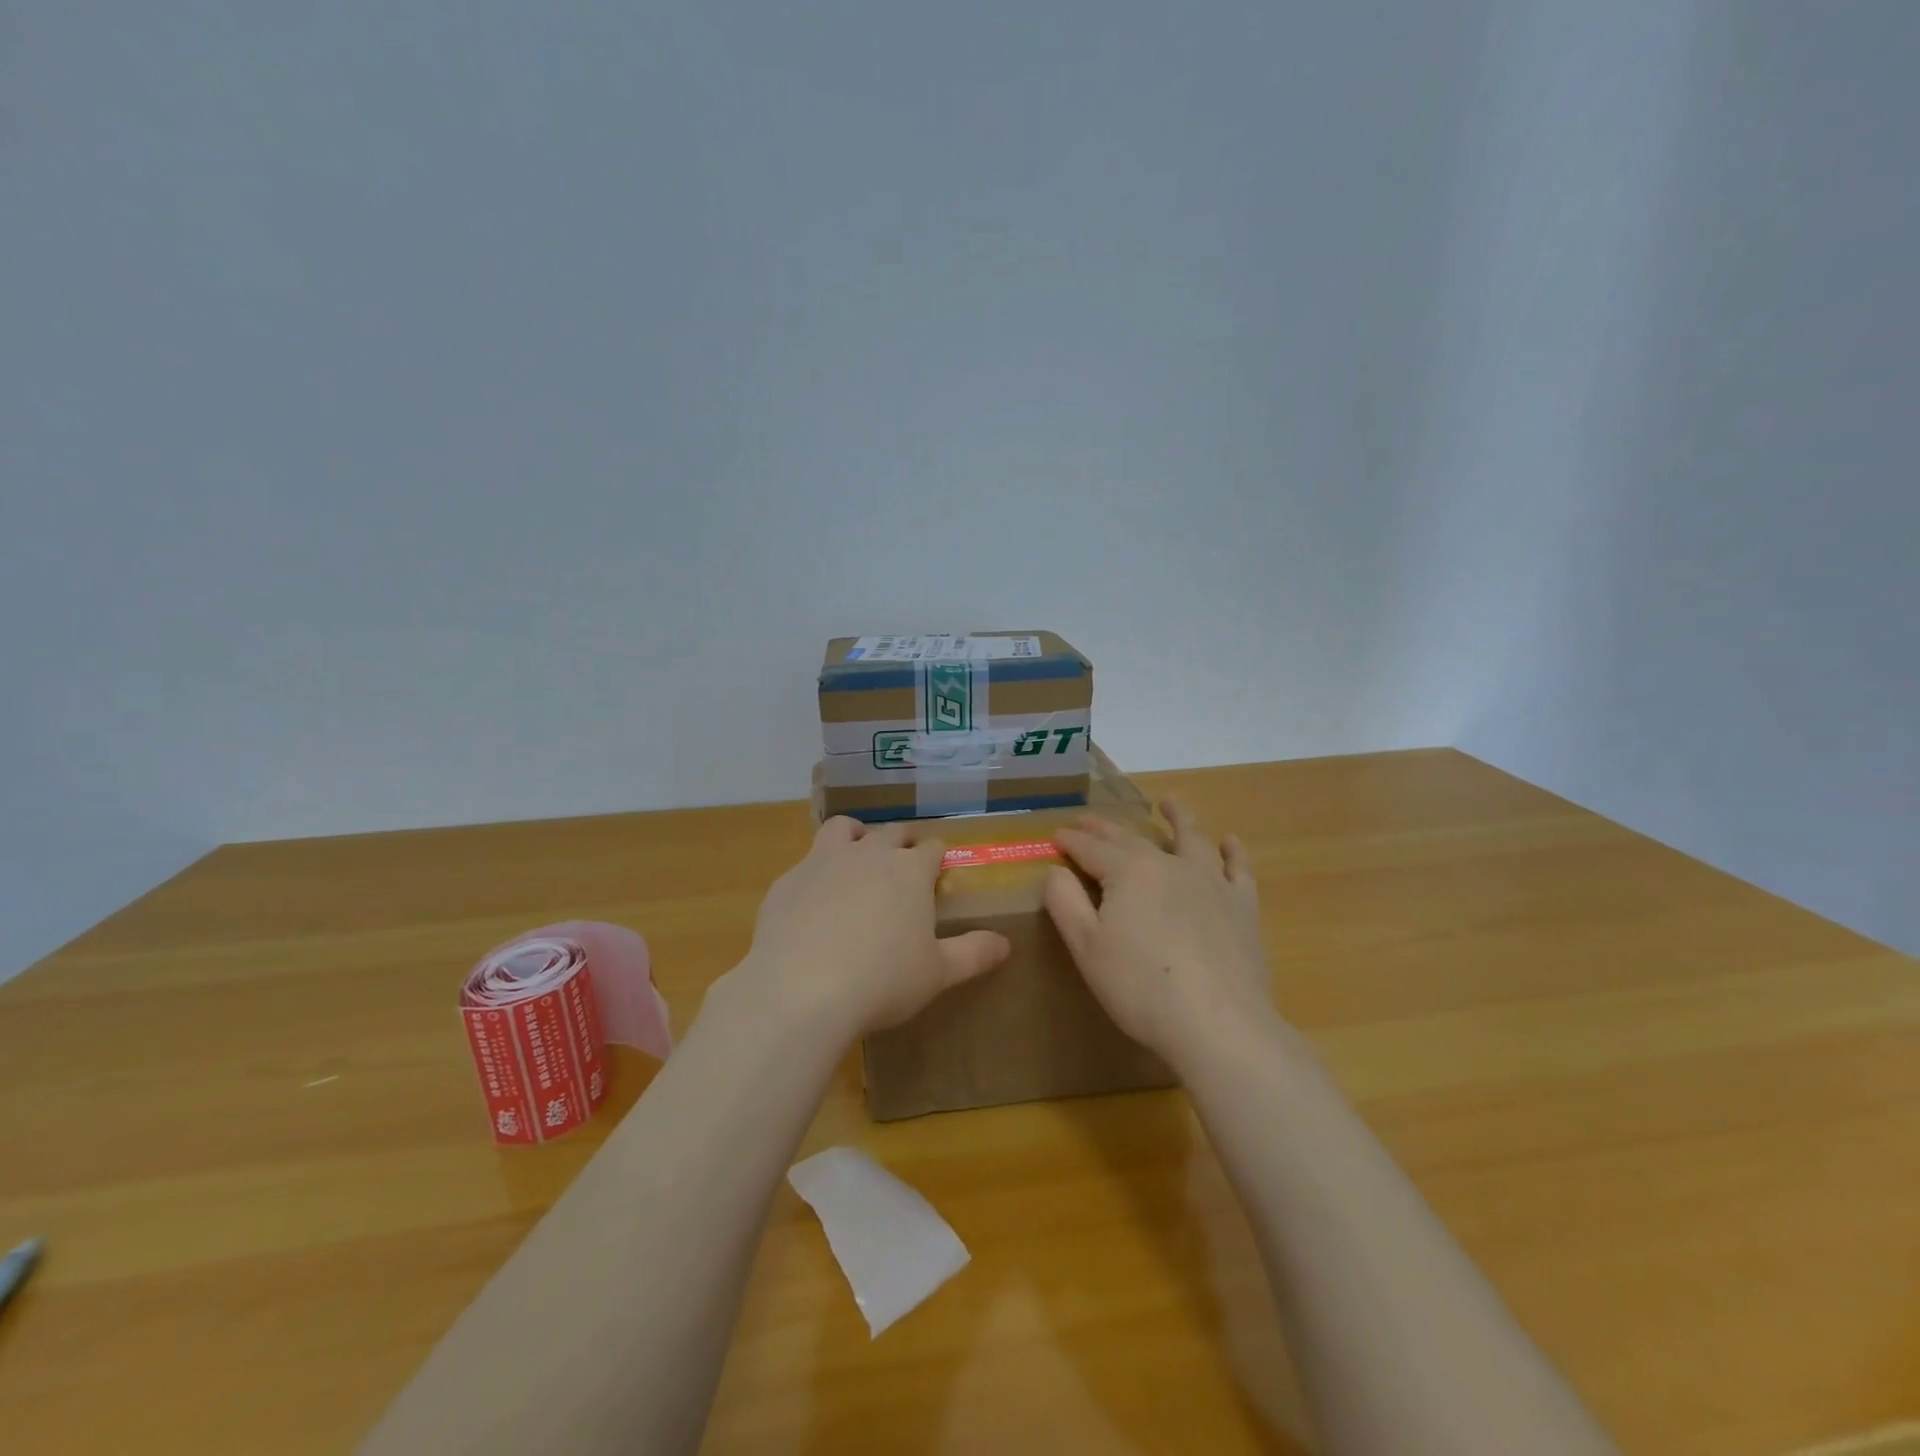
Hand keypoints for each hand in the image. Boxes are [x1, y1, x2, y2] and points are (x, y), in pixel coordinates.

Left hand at [732, 817, 1011, 1042]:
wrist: (800, 991)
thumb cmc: (882, 982)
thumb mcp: (937, 974)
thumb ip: (973, 954)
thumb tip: (1006, 943)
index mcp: (910, 871)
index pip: (932, 849)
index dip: (937, 857)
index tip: (938, 869)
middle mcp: (869, 854)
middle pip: (891, 832)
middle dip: (901, 842)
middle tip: (903, 862)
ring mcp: (823, 862)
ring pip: (843, 829)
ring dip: (855, 836)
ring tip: (857, 857)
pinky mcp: (787, 881)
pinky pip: (806, 864)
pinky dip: (816, 873)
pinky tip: (814, 903)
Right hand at [1043, 797, 1274, 1072]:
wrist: (1219, 1024)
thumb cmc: (1141, 987)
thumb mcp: (1087, 947)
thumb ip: (1065, 902)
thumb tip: (1055, 870)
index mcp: (1128, 872)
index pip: (1091, 848)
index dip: (1071, 840)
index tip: (1056, 835)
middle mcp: (1169, 864)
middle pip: (1132, 838)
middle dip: (1105, 828)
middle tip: (1088, 820)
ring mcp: (1210, 882)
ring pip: (1191, 838)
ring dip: (1177, 817)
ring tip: (1168, 802)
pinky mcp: (1242, 906)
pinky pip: (1238, 868)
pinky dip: (1232, 851)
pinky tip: (1229, 842)